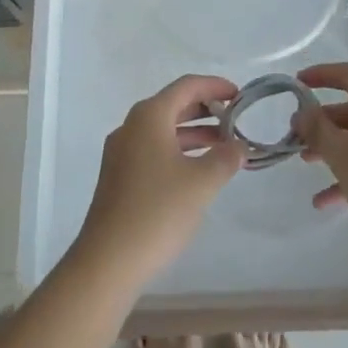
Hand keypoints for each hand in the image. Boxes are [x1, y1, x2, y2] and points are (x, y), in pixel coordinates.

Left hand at [72, 75, 245, 288]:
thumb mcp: (201, 183)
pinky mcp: (118, 176)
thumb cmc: (157, 211)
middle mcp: (131, 126)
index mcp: (149, 116)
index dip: (215, 86)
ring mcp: (121, 151)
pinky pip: (153, 149)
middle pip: (173, 105)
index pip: (186, 86)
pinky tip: (196, 170)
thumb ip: (225, 158)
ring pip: (163, 129)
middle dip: (205, 109)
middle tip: (235, 120)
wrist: (108, 261)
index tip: (239, 95)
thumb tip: (239, 147)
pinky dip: (178, 150)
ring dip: (193, 133)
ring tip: (223, 146)